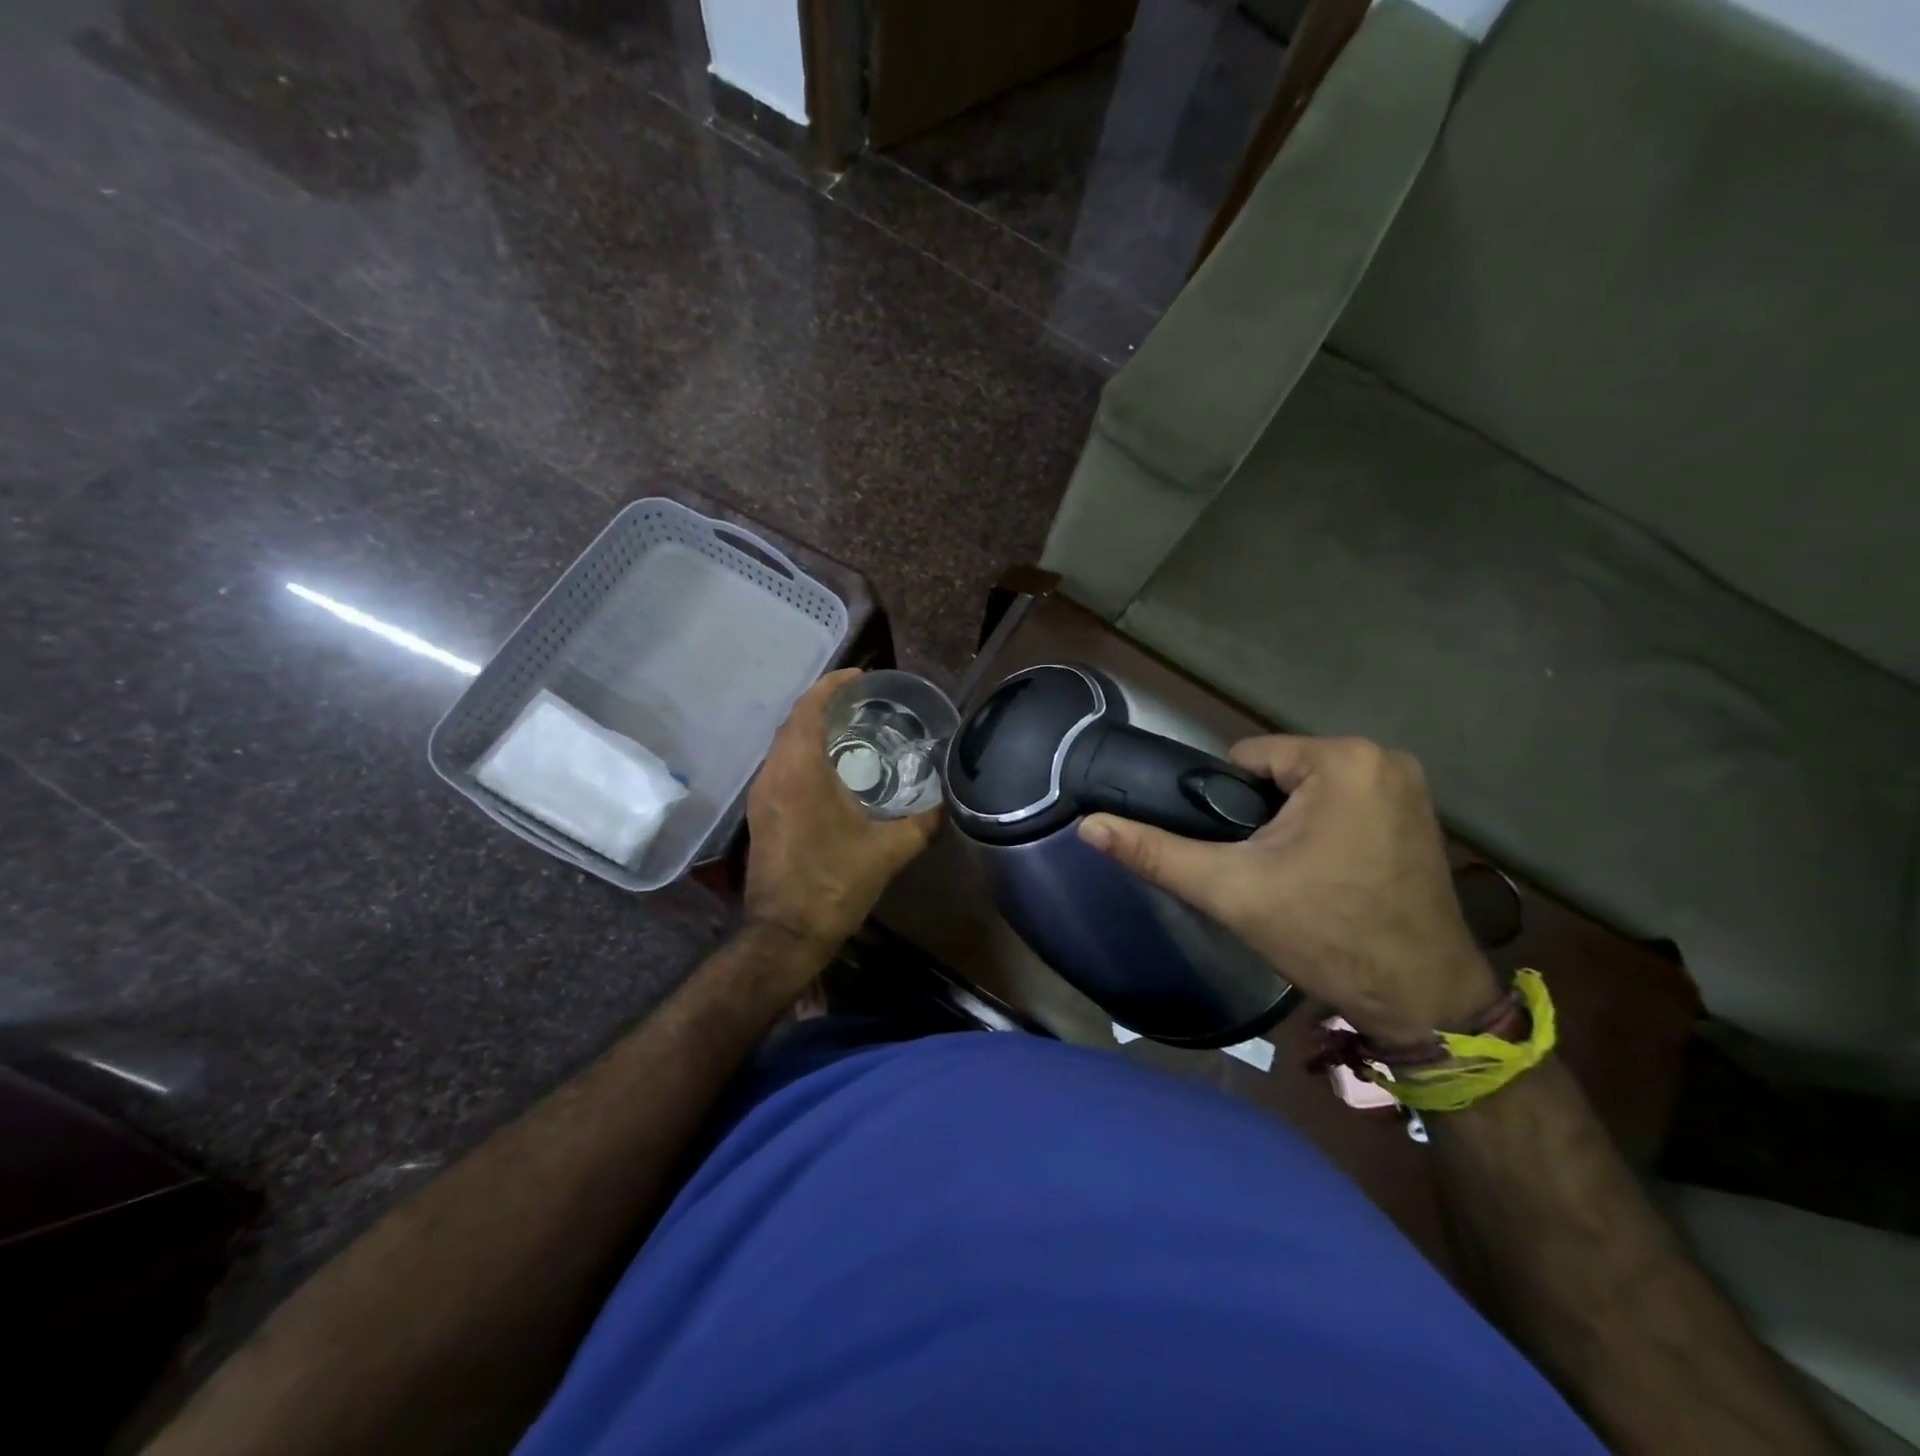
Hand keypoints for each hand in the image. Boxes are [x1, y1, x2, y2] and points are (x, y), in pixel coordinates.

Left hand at [745, 669, 939, 953]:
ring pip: (784, 745)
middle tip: (863, 701)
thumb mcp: (888, 851)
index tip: (861, 676)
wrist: (785, 933)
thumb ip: (922, 822)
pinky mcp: (761, 814)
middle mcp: (774, 774)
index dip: (832, 684)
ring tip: (852, 728)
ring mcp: (762, 795)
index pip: (809, 709)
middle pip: (794, 722)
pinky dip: (803, 754)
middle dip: (825, 704)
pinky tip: (832, 769)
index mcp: (800, 771)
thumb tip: (947, 803)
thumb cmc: (834, 884)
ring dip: (811, 729)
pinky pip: (781, 767)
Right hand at [1079, 735, 1497, 1042]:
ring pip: (1309, 786)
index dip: (1225, 805)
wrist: (1421, 997)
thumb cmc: (1325, 935)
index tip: (1238, 853)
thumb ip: (1155, 853)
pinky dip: (1325, 826)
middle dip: (1259, 815)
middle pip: (1279, 771)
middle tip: (1264, 870)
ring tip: (1293, 874)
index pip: (1245, 759)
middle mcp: (1383, 755)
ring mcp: (1408, 782)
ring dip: (1290, 822)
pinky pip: (1344, 799)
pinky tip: (1326, 871)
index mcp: (1341, 759)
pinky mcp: (1421, 809)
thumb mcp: (1229, 890)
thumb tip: (1089, 824)